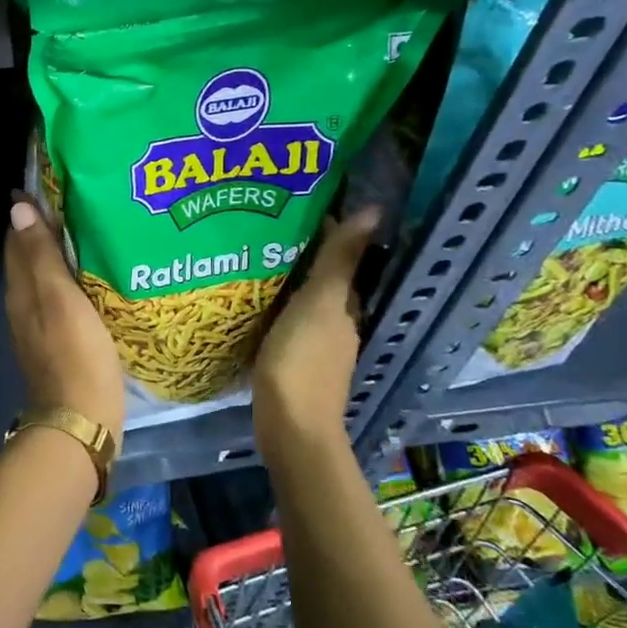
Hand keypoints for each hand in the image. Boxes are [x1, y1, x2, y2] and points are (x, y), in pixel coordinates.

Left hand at [4, 197, 124, 442]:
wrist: (81, 421)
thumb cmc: (75, 353)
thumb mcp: (59, 298)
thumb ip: (40, 255)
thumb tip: (18, 209)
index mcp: (20, 289)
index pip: (17, 239)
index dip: (30, 212)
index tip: (51, 185)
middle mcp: (22, 304)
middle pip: (28, 258)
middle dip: (44, 229)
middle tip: (76, 203)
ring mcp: (39, 327)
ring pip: (43, 279)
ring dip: (58, 255)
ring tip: (87, 232)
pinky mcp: (58, 344)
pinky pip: (58, 299)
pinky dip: (69, 281)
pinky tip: (92, 279)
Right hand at [252, 207, 379, 453]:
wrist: (289, 425)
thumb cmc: (303, 359)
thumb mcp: (320, 302)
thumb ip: (339, 259)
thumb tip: (376, 210)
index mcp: (345, 305)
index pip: (341, 257)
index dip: (325, 229)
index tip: (296, 202)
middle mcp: (336, 322)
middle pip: (322, 278)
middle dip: (301, 251)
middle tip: (265, 223)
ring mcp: (314, 343)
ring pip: (303, 299)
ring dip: (286, 277)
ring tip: (252, 253)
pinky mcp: (290, 360)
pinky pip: (284, 319)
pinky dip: (273, 303)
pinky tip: (250, 298)